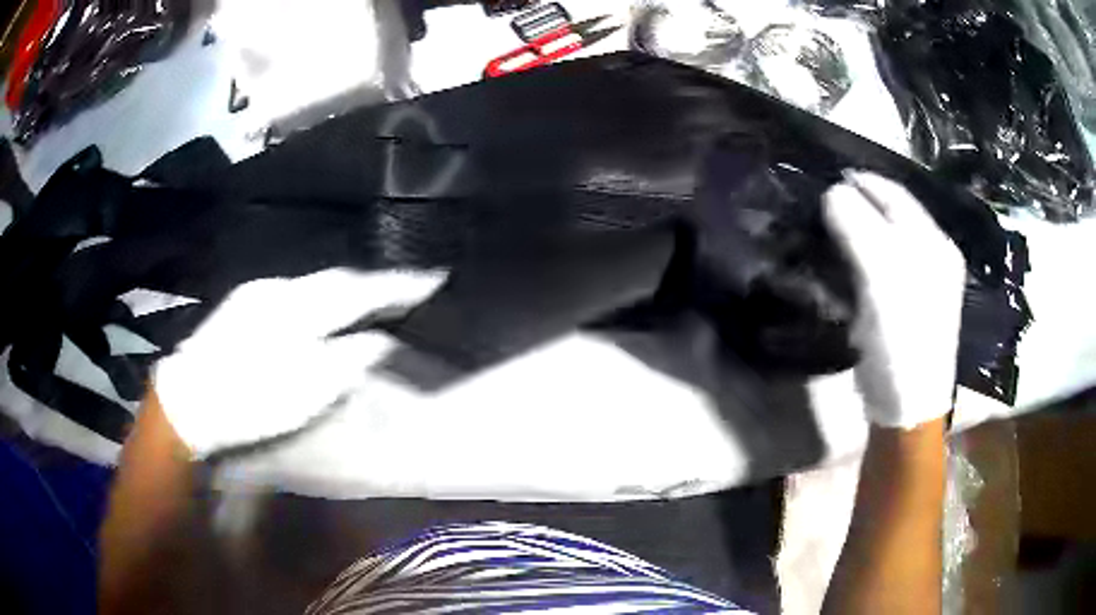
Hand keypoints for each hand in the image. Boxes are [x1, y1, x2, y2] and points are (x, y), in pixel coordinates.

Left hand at [154, 268, 443, 457]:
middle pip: (336, 278)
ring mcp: (257, 292)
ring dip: (345, 289)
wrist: (189, 401)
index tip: (432, 278)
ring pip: (314, 282)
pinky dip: (318, 296)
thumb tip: (378, 340)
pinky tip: (323, 309)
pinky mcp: (243, 302)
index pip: (358, 289)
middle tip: (404, 288)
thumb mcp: (305, 393)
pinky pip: (295, 290)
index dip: (396, 285)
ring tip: (370, 298)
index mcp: (298, 309)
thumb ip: (346, 361)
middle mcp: (279, 288)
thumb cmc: (249, 403)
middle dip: (372, 283)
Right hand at [822, 172, 964, 428]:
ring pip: (888, 236)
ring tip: (831, 229)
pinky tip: (849, 261)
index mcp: (934, 242)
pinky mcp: (913, 303)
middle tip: (823, 206)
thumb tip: (833, 191)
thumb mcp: (880, 281)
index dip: (860, 181)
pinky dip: (865, 255)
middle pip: (892, 212)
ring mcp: (927, 279)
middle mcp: (935, 253)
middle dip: (859, 203)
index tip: (824, 178)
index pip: (894, 193)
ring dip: (860, 229)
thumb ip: (858, 228)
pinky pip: (887, 262)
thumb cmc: (900, 344)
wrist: (909, 408)